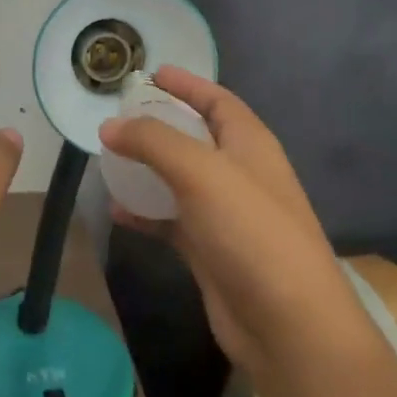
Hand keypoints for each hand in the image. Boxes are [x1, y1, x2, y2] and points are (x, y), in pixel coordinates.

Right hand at [97, 67, 362, 379]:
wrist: (287, 323)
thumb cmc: (250, 232)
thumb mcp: (201, 173)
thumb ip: (154, 142)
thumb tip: (110, 126)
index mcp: (250, 144)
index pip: (217, 101)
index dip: (187, 84)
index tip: (151, 73)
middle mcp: (240, 173)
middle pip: (197, 137)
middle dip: (161, 126)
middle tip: (120, 118)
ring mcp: (226, 214)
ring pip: (180, 180)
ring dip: (148, 169)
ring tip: (109, 160)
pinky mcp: (211, 250)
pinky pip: (172, 220)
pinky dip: (147, 214)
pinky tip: (118, 212)